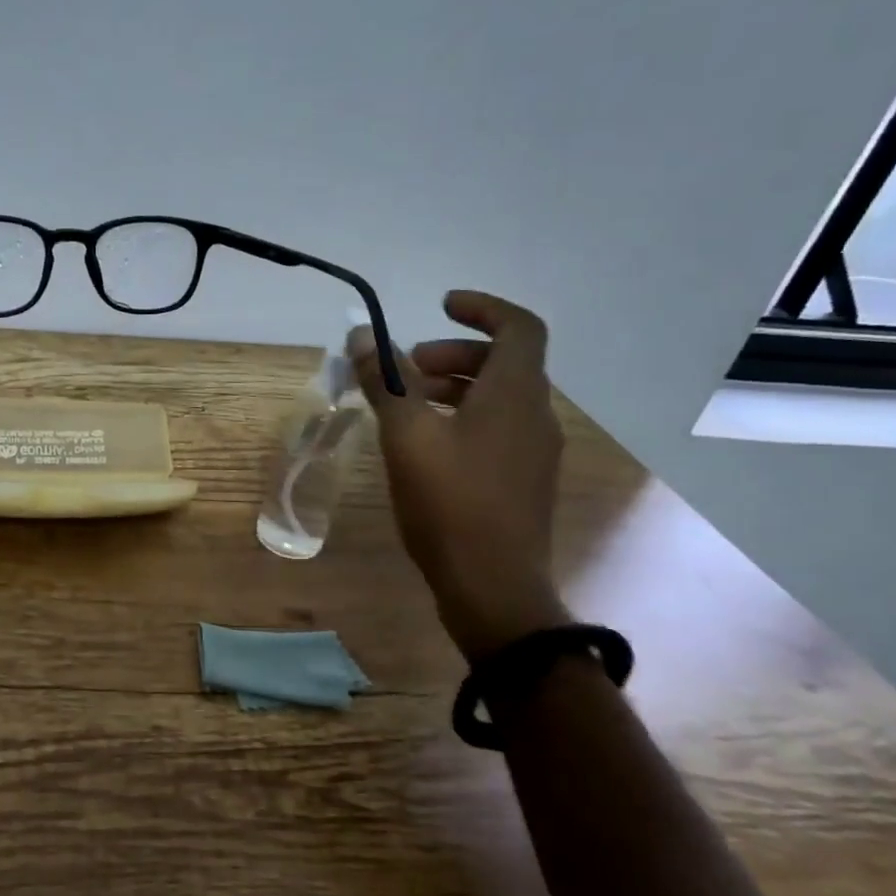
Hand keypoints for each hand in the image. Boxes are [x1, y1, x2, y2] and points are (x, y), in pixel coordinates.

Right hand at [351, 290, 570, 658]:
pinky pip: (498, 429)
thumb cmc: (450, 503)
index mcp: (515, 394)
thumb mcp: (406, 437)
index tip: (440, 307)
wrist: (494, 588)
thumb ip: (385, 382)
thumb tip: (360, 336)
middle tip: (407, 370)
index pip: (519, 326)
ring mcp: (535, 452)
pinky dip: (463, 419)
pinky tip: (425, 448)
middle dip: (452, 355)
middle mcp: (536, 415)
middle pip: (504, 362)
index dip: (482, 308)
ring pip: (499, 398)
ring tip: (406, 408)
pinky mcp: (525, 482)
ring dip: (454, 388)